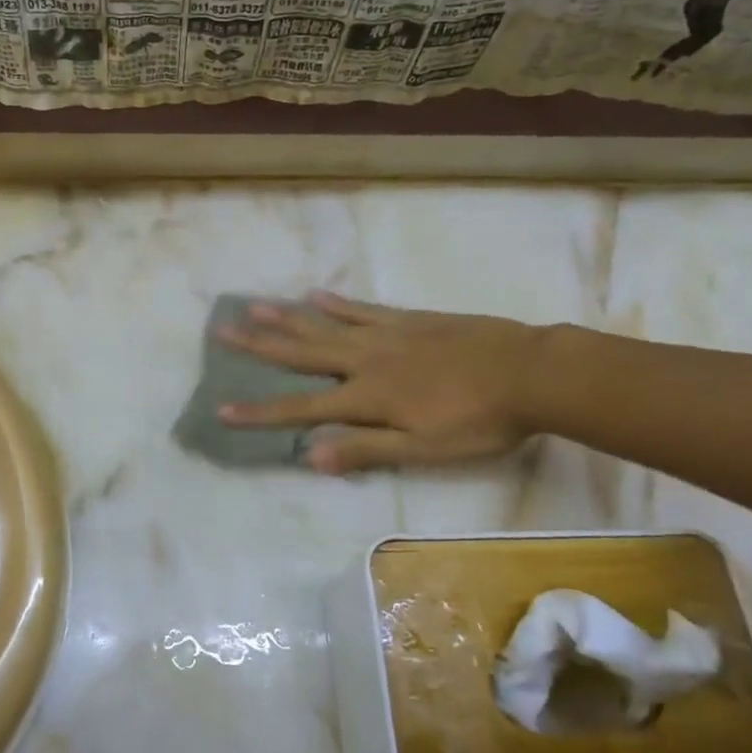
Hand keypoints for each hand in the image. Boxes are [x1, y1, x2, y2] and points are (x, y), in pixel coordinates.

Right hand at [217, 292, 547, 473]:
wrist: (531, 372)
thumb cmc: (479, 421)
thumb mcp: (424, 450)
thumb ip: (366, 450)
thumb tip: (309, 457)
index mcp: (367, 397)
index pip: (301, 408)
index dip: (260, 413)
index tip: (220, 410)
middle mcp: (365, 360)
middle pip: (301, 353)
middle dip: (258, 346)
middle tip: (221, 331)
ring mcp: (386, 335)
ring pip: (324, 325)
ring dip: (286, 318)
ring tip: (253, 306)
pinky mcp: (409, 320)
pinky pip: (362, 309)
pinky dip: (336, 303)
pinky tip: (315, 295)